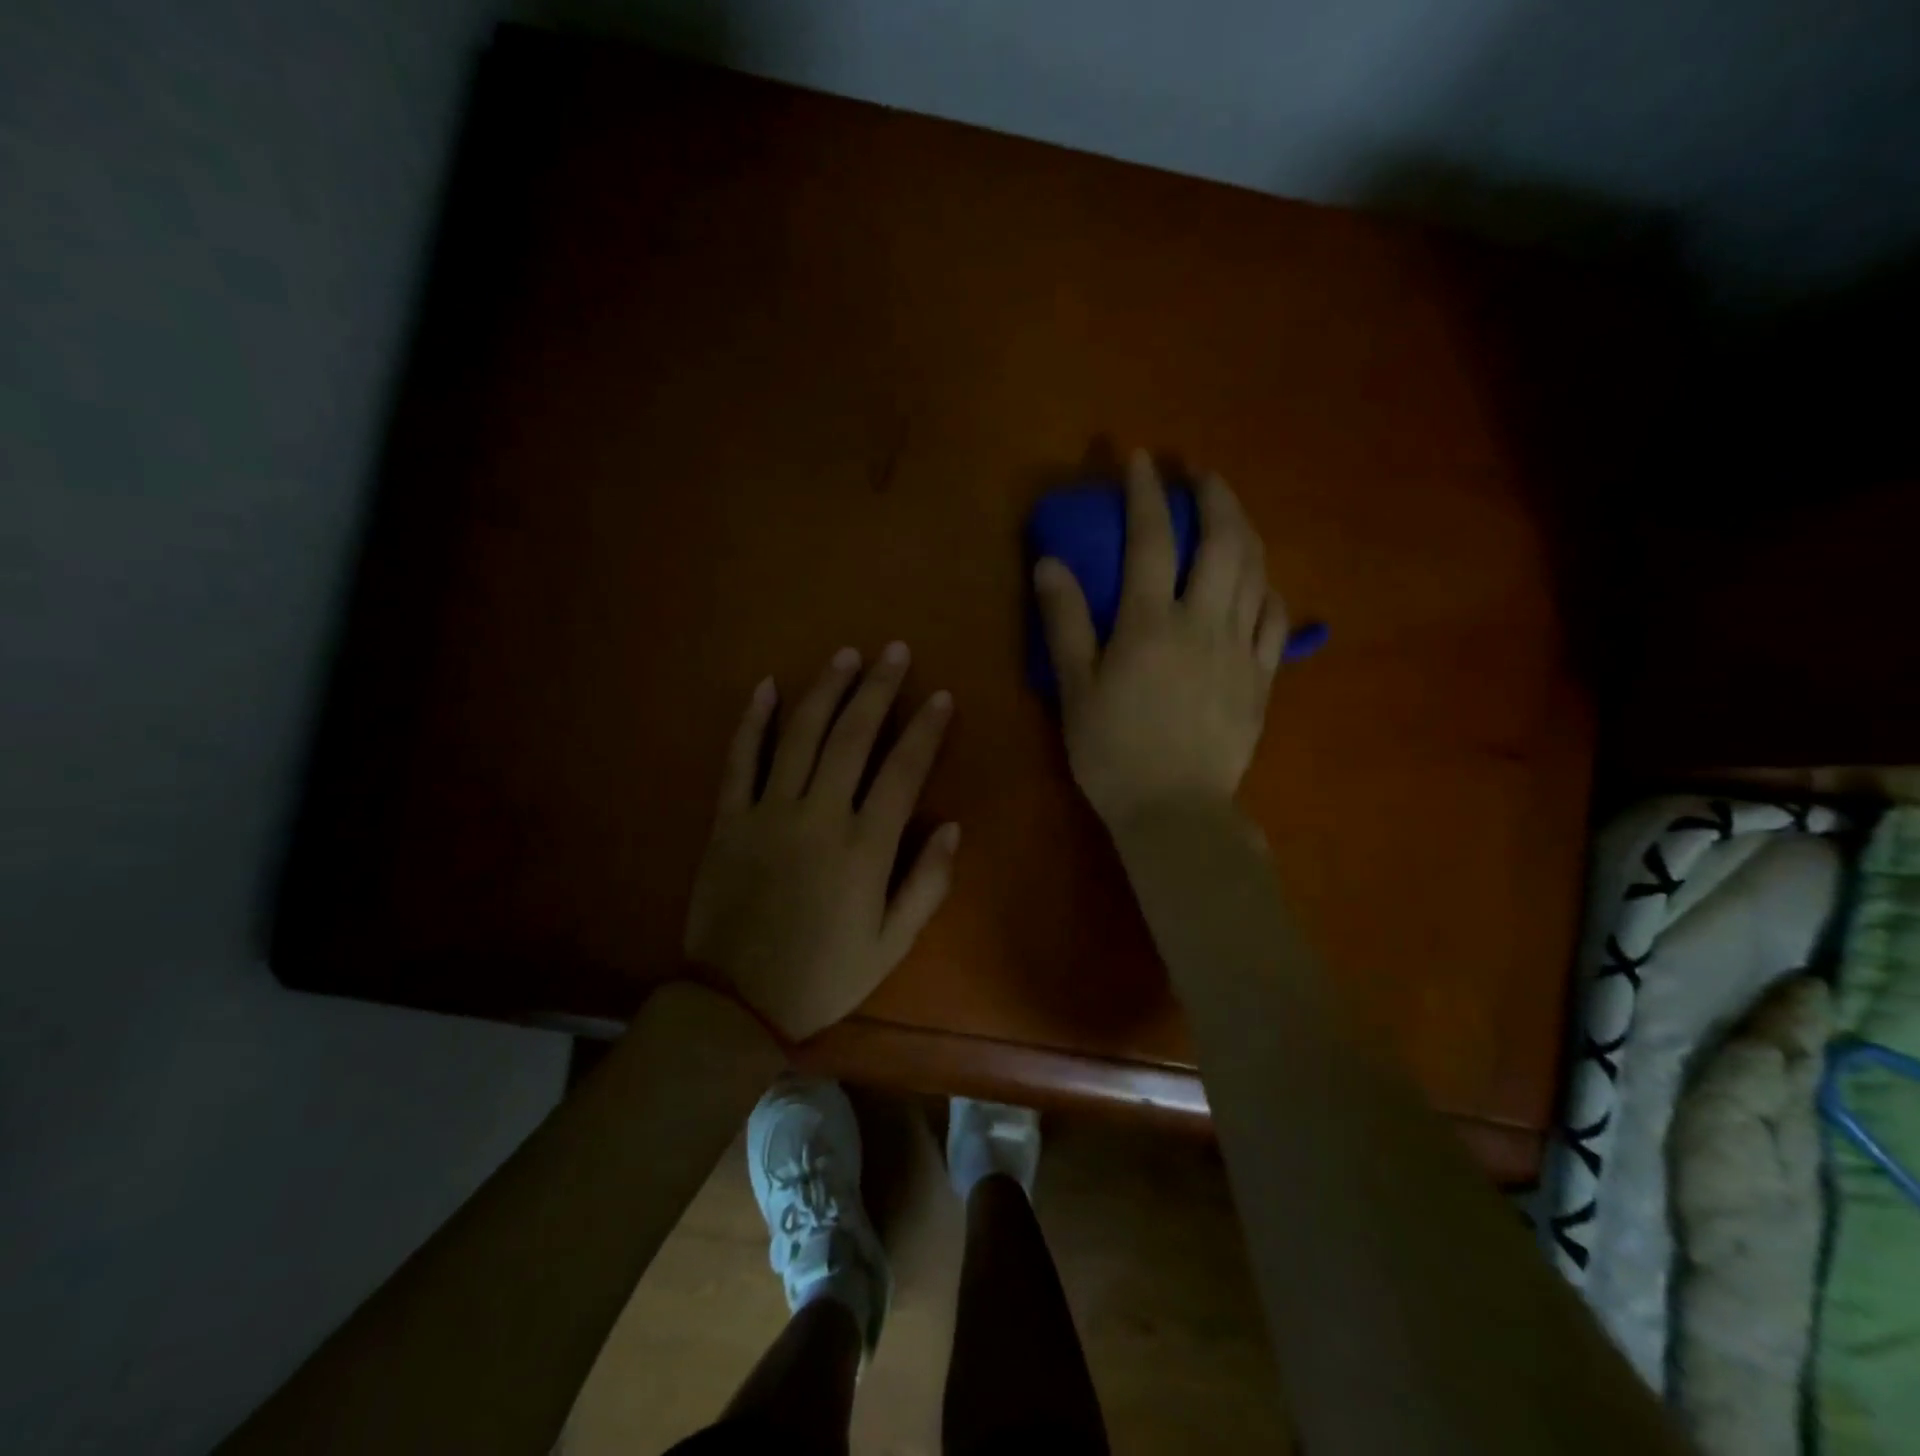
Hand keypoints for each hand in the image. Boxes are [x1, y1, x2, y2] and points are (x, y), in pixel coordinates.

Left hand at [683, 644, 959, 1041]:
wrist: (736, 1002)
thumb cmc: (824, 975)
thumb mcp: (891, 944)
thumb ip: (927, 884)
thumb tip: (951, 826)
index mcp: (864, 848)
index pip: (902, 770)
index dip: (925, 729)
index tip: (940, 696)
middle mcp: (818, 816)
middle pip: (852, 737)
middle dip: (877, 688)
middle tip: (894, 651)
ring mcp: (768, 812)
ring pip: (800, 736)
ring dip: (825, 691)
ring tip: (845, 656)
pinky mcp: (729, 819)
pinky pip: (740, 760)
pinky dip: (752, 721)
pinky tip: (766, 686)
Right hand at [1034, 450, 1287, 828]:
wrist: (1174, 811)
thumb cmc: (1112, 752)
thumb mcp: (1075, 689)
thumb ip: (1065, 622)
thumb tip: (1049, 563)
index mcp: (1150, 623)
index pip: (1151, 539)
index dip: (1146, 492)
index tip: (1141, 459)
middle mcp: (1203, 623)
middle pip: (1223, 542)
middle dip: (1215, 497)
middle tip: (1203, 474)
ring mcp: (1241, 650)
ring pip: (1257, 572)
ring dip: (1246, 531)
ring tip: (1232, 514)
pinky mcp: (1263, 679)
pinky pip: (1277, 620)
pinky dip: (1269, 589)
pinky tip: (1261, 584)